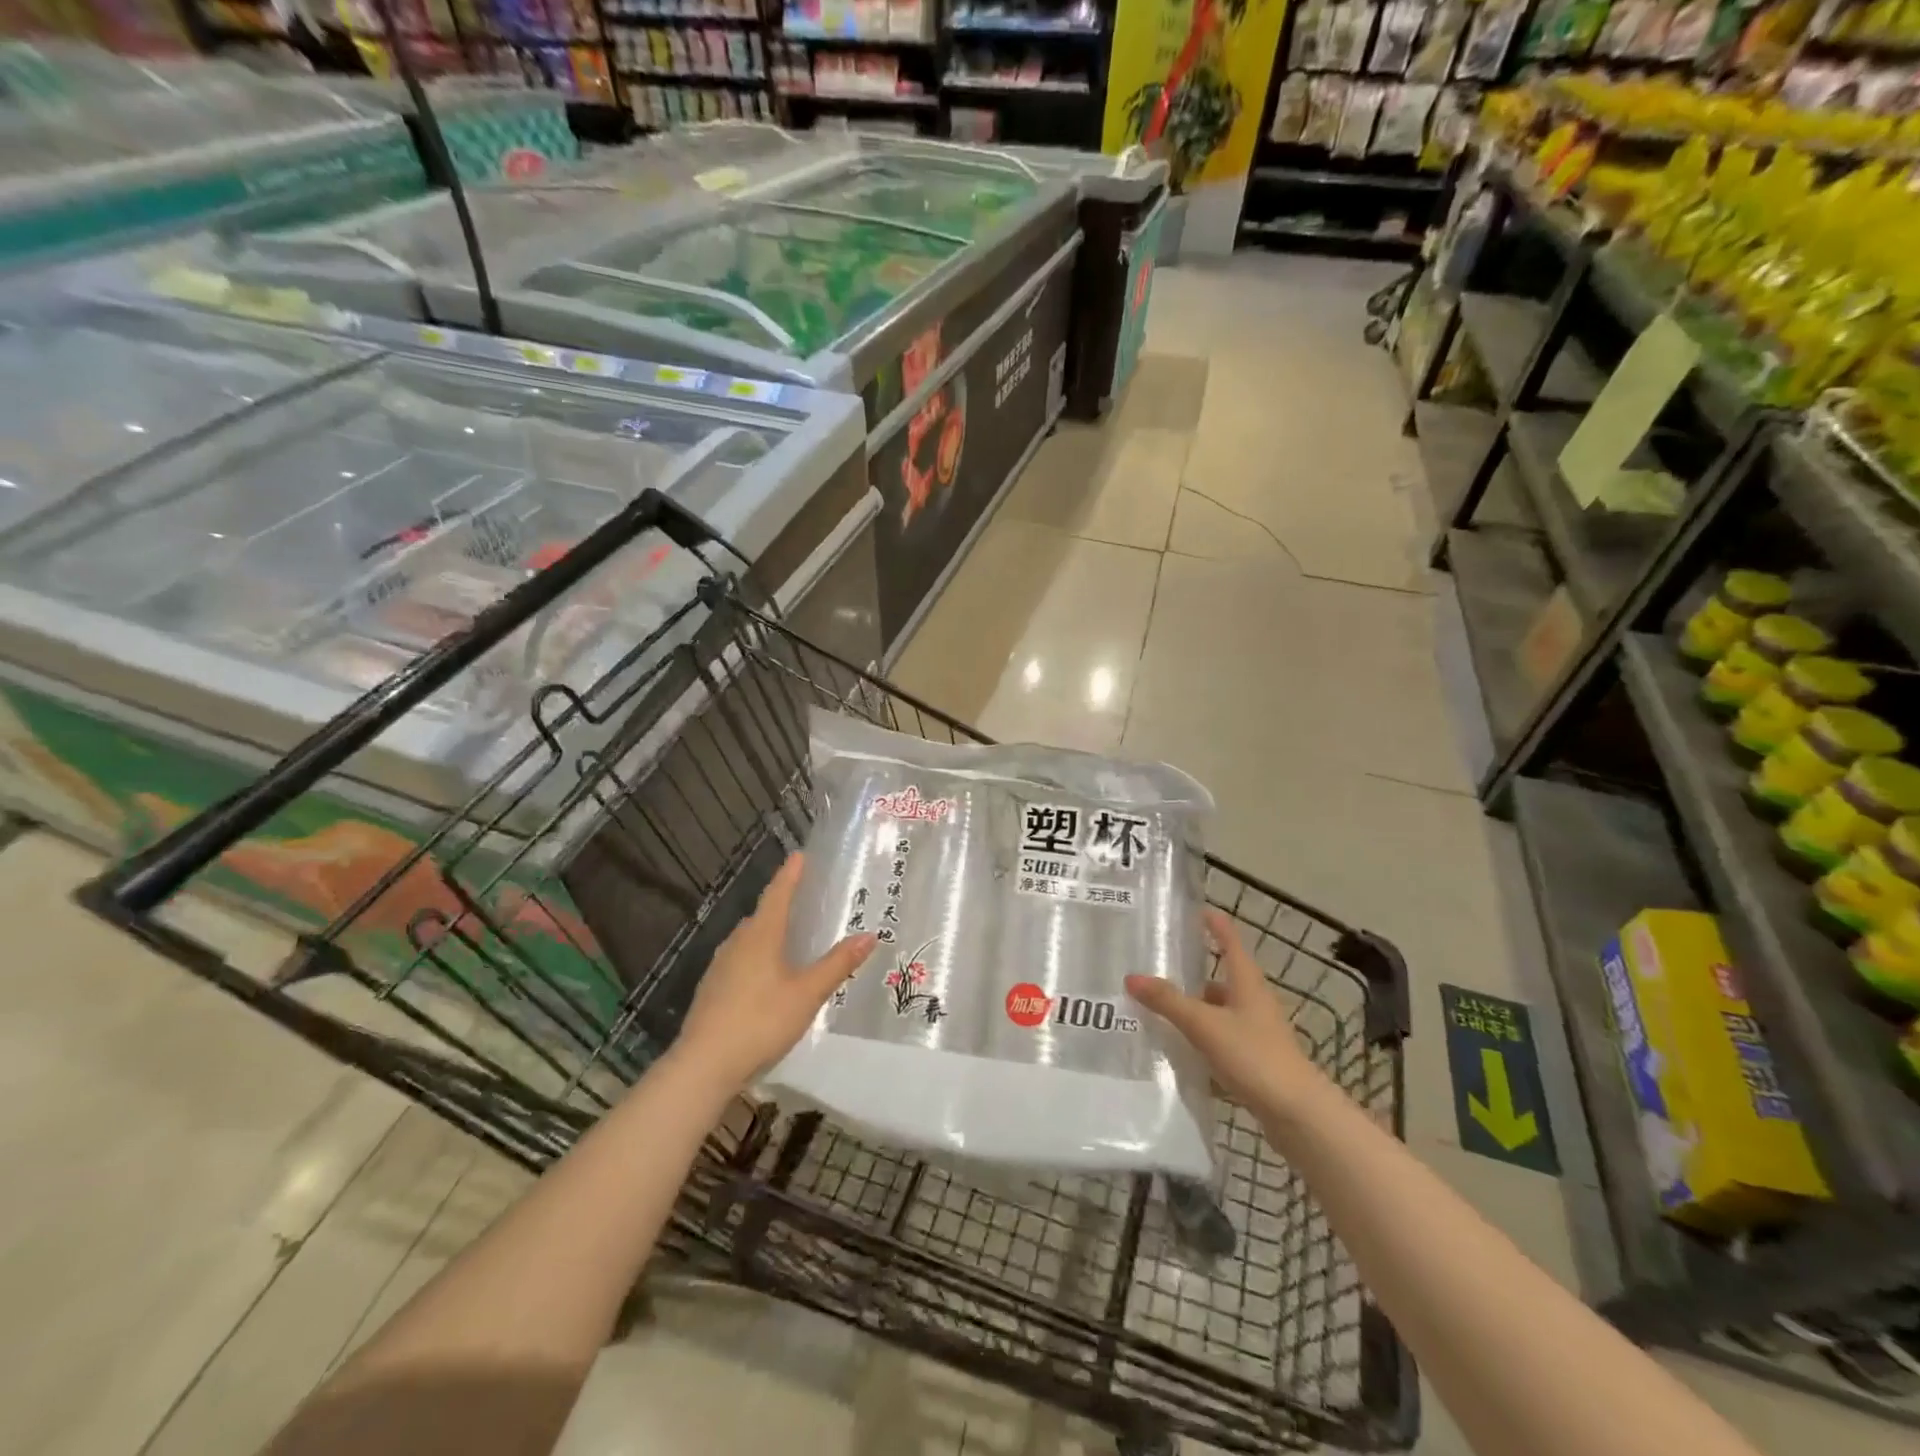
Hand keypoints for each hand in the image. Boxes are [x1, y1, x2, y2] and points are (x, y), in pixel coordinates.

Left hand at [675, 853, 876, 1091]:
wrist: (703, 1065)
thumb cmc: (760, 1021)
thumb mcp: (807, 994)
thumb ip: (837, 964)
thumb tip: (870, 935)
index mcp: (760, 936)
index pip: (778, 894)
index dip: (790, 875)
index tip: (799, 855)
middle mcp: (737, 943)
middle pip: (762, 915)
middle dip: (782, 904)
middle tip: (804, 899)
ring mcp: (720, 966)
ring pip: (749, 939)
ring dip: (768, 932)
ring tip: (789, 937)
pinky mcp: (712, 990)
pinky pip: (740, 960)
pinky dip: (757, 956)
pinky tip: (766, 976)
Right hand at [1125, 908, 1321, 1111]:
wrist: (1297, 1114)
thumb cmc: (1254, 1056)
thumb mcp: (1204, 1025)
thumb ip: (1168, 1001)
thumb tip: (1131, 977)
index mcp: (1247, 981)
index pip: (1230, 941)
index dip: (1214, 923)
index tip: (1194, 909)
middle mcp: (1253, 1000)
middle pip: (1221, 976)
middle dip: (1192, 970)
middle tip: (1158, 964)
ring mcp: (1256, 1031)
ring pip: (1219, 1009)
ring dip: (1194, 1006)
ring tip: (1159, 1006)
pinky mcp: (1255, 1058)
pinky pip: (1221, 1037)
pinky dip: (1200, 1036)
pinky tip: (1178, 1047)